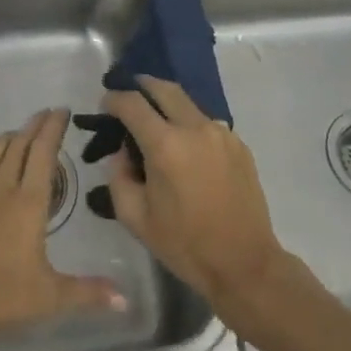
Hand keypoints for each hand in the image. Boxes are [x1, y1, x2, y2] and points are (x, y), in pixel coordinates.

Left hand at [0, 108, 124, 350]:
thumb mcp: (50, 297)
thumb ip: (88, 293)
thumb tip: (126, 301)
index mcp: (28, 202)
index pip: (44, 152)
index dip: (53, 128)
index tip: (62, 112)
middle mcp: (1, 187)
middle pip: (20, 145)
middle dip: (35, 126)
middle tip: (46, 115)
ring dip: (9, 137)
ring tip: (19, 134)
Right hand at [100, 77, 288, 319]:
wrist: (245, 264)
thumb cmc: (185, 244)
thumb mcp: (135, 217)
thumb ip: (118, 176)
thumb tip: (123, 152)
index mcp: (165, 145)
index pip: (132, 104)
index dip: (114, 99)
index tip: (105, 104)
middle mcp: (195, 128)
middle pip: (164, 88)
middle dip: (142, 86)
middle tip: (129, 95)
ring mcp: (222, 134)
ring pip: (188, 104)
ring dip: (168, 106)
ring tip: (156, 124)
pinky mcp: (239, 145)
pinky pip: (207, 124)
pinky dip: (190, 126)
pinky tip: (186, 150)